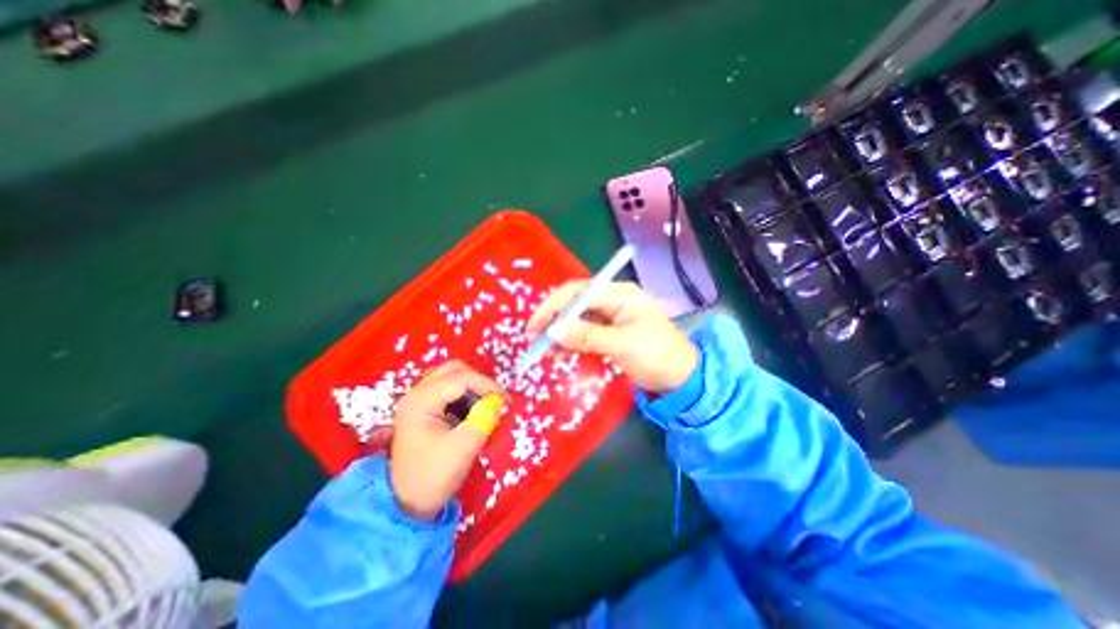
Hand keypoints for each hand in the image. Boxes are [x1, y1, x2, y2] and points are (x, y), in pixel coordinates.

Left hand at [390, 361, 503, 524]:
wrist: (406, 503)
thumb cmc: (432, 477)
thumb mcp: (463, 449)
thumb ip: (483, 420)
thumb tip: (498, 400)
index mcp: (420, 401)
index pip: (460, 378)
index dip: (487, 384)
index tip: (506, 400)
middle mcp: (416, 393)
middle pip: (454, 370)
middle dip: (479, 381)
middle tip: (495, 399)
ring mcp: (418, 399)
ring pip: (452, 376)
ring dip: (473, 387)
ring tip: (486, 405)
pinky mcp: (424, 407)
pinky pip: (449, 389)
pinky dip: (466, 394)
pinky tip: (473, 411)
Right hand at [529, 283, 697, 394]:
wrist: (680, 378)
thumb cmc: (656, 355)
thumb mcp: (622, 344)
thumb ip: (587, 336)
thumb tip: (553, 331)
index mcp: (619, 294)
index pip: (578, 292)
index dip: (553, 307)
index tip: (535, 326)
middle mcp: (612, 301)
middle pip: (574, 304)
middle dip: (553, 320)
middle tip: (534, 339)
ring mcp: (609, 317)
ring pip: (576, 319)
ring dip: (559, 333)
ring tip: (543, 351)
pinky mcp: (608, 333)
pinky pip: (583, 333)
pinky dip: (570, 342)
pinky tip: (558, 354)